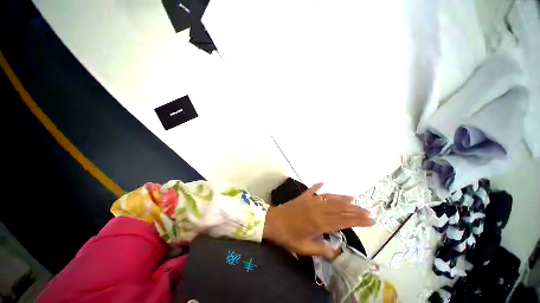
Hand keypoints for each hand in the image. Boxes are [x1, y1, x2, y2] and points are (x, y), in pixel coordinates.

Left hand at [263, 183, 373, 258]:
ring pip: (329, 198)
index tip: (369, 220)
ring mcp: (309, 201)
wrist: (272, 222)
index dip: (357, 220)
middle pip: (339, 209)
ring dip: (341, 197)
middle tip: (367, 210)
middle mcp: (317, 210)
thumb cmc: (287, 237)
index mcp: (319, 224)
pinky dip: (318, 186)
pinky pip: (312, 190)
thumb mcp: (304, 248)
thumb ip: (321, 249)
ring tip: (352, 198)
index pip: (342, 221)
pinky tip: (323, 182)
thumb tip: (335, 250)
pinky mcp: (302, 197)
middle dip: (354, 210)